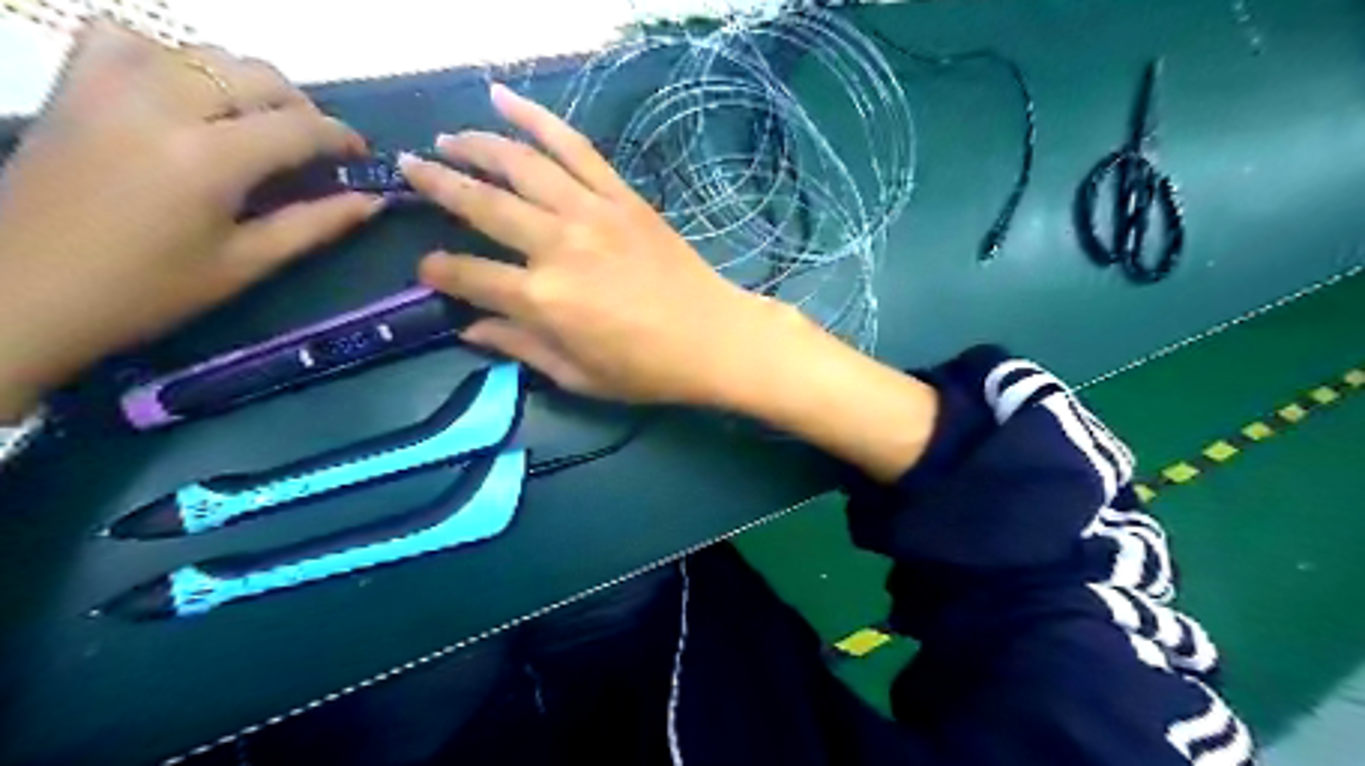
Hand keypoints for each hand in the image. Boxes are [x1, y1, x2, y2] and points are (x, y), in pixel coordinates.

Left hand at [0, 21, 375, 419]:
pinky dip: (167, 56)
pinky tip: (181, 92)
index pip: (298, 126)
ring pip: (201, 53)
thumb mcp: (246, 264)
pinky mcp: (72, 87)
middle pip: (256, 76)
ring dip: (245, 82)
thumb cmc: (150, 291)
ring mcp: (109, 87)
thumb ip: (314, 225)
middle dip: (301, 107)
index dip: (341, 137)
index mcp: (209, 158)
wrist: (25, 291)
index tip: (361, 156)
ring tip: (258, 122)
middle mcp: (162, 106)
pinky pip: (125, 39)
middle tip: (314, 145)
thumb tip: (371, 202)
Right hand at [401, 83, 784, 405]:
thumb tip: (470, 330)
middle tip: (408, 167)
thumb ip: (521, 347)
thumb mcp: (579, 376)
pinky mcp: (622, 197)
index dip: (440, 271)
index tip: (426, 268)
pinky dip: (537, 119)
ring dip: (476, 144)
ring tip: (447, 137)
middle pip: (483, 204)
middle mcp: (559, 246)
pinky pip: (574, 147)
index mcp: (544, 299)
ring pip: (521, 164)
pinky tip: (505, 100)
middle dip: (437, 184)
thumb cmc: (647, 369)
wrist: (714, 337)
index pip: (470, 276)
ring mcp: (592, 213)